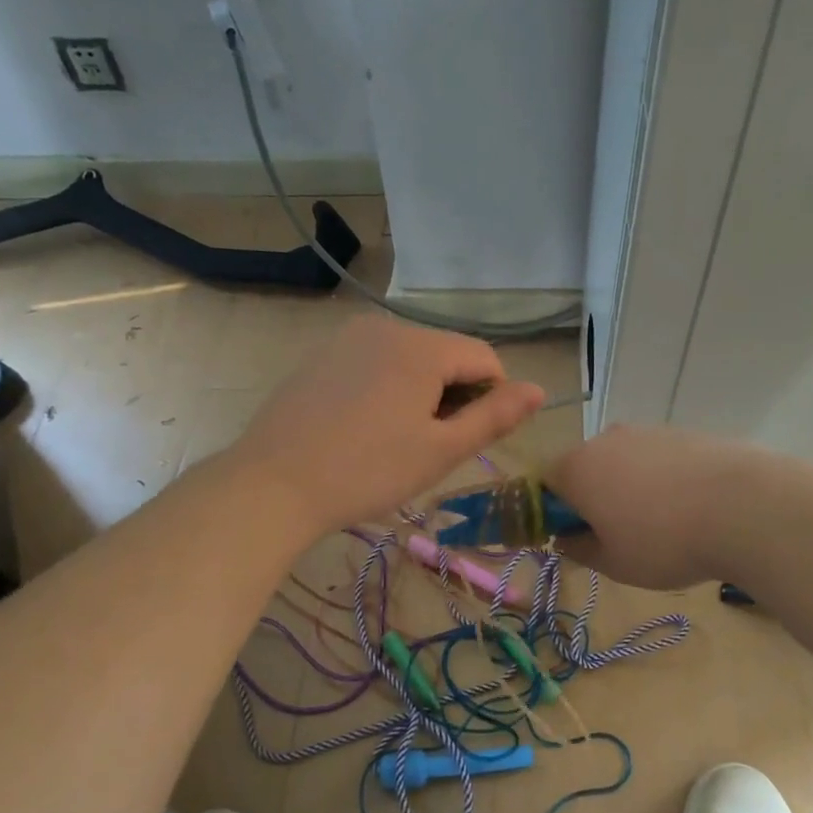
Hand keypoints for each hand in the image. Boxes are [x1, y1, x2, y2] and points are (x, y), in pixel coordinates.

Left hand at [229, 317, 543, 536]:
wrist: (272, 485)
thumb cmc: (367, 472)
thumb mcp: (441, 450)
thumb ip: (495, 417)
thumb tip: (540, 389)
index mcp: (422, 347)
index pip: (484, 359)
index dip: (491, 399)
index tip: (466, 440)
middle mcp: (386, 327)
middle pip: (446, 356)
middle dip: (452, 396)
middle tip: (428, 448)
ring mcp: (348, 338)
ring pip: (410, 360)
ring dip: (420, 394)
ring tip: (394, 440)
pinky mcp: (321, 355)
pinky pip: (375, 363)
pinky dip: (386, 389)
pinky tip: (363, 428)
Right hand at [546, 426, 749, 588]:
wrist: (743, 507)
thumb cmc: (663, 541)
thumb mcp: (613, 563)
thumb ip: (579, 550)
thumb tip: (567, 538)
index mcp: (576, 468)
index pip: (544, 483)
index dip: (553, 512)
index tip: (576, 539)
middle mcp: (606, 439)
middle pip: (585, 467)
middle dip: (593, 498)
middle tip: (618, 537)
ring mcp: (648, 431)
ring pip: (624, 462)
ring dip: (630, 489)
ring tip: (662, 526)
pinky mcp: (685, 432)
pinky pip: (659, 459)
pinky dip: (664, 480)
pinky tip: (690, 509)